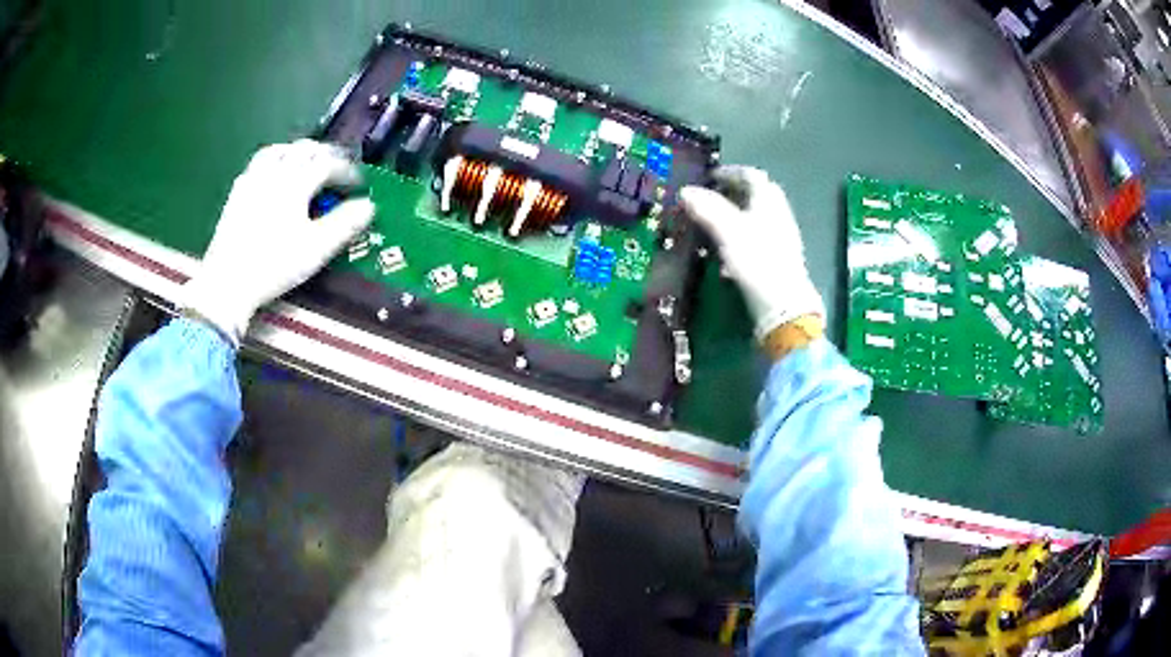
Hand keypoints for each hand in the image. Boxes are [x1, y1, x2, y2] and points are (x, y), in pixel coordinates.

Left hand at [181, 140, 374, 345]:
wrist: (228, 282)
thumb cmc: (274, 265)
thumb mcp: (316, 249)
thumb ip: (344, 224)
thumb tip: (369, 206)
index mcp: (296, 183)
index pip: (328, 163)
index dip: (347, 170)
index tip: (358, 184)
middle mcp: (275, 173)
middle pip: (304, 148)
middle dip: (325, 154)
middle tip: (336, 170)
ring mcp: (253, 180)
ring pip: (279, 150)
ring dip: (298, 152)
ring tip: (306, 164)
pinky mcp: (237, 193)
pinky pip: (259, 163)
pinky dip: (274, 161)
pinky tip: (274, 176)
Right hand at [679, 166, 823, 338]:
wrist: (783, 305)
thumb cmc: (756, 260)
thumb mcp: (727, 230)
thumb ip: (707, 208)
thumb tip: (686, 191)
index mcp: (768, 201)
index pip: (751, 175)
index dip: (730, 172)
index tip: (710, 177)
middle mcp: (779, 215)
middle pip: (758, 195)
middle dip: (735, 194)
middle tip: (713, 198)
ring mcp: (782, 238)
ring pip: (758, 219)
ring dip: (737, 218)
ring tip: (715, 228)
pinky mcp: (780, 260)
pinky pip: (759, 241)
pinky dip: (742, 240)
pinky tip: (727, 259)